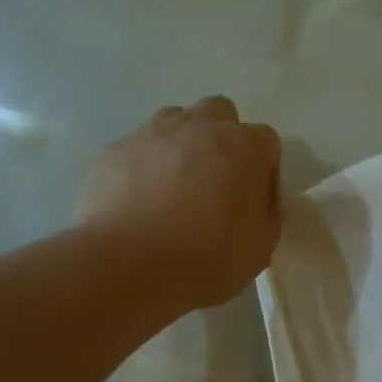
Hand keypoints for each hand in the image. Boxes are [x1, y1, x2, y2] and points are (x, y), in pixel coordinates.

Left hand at [76, 97, 282, 308]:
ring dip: (182, 147)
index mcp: (243, 146)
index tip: (252, 203)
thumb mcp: (260, 248)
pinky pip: (139, 151)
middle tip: (215, 186)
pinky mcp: (114, 149)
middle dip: (222, 142)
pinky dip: (144, 168)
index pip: (266, 142)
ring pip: (176, 123)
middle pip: (219, 115)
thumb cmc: (205, 259)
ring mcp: (152, 132)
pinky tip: (139, 204)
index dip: (263, 172)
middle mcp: (199, 126)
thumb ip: (267, 213)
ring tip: (174, 192)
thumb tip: (257, 199)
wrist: (126, 266)